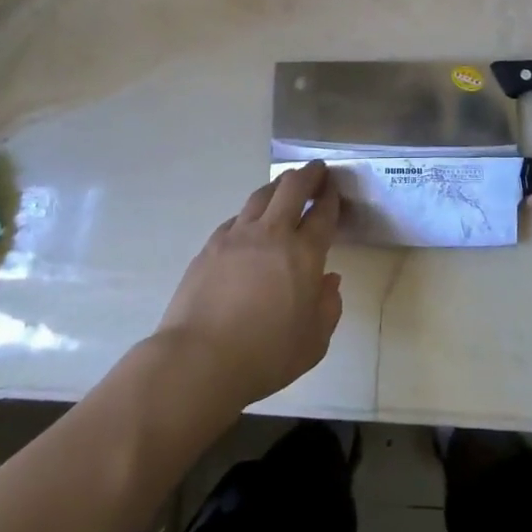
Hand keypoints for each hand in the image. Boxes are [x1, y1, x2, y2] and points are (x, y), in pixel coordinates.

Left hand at [156, 163, 342, 409]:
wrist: (198, 361)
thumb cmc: (265, 356)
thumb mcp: (313, 343)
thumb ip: (328, 307)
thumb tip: (329, 280)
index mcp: (304, 254)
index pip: (323, 213)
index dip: (331, 198)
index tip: (333, 190)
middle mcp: (272, 234)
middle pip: (292, 188)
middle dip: (308, 175)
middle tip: (316, 170)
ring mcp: (238, 236)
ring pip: (261, 195)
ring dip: (278, 185)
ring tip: (284, 185)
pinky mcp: (211, 245)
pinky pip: (236, 218)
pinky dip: (249, 214)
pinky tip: (250, 223)